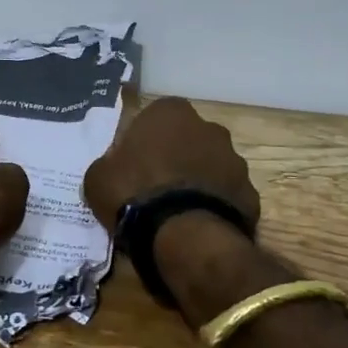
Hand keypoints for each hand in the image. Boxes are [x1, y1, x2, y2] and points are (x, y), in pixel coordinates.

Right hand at [83, 97, 260, 232]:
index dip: (143, 140)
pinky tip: (197, 225)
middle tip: (155, 186)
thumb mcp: (98, 177)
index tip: (133, 163)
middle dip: (176, 156)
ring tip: (177, 211)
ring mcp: (235, 160)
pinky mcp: (250, 193)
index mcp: (170, 112)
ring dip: (197, 180)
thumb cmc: (134, 193)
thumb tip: (114, 166)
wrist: (184, 235)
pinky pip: (226, 195)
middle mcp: (209, 127)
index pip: (154, 117)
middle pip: (188, 138)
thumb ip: (108, 163)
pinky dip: (214, 206)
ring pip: (211, 166)